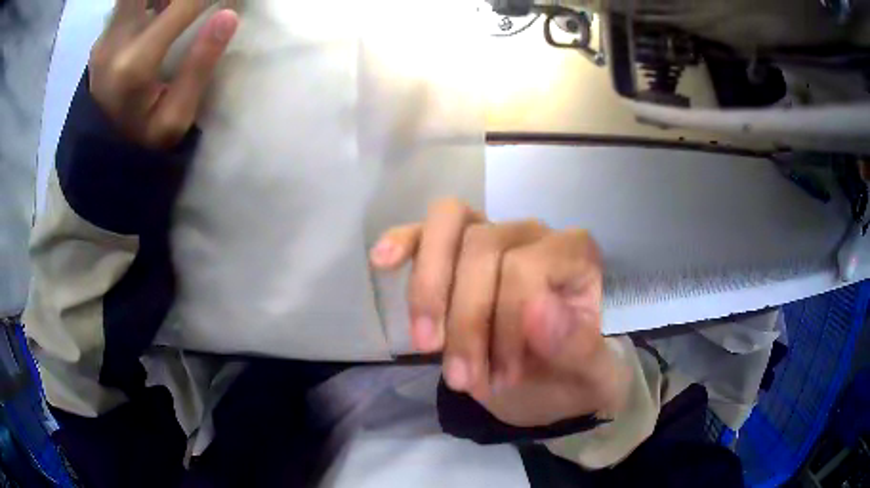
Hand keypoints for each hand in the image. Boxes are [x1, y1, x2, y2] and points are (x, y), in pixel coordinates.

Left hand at [88, 0, 238, 148]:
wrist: (99, 160)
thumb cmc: (141, 143)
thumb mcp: (175, 119)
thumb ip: (199, 67)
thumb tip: (229, 16)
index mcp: (136, 64)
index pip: (184, 5)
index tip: (230, 0)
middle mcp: (115, 42)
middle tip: (190, 6)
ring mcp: (104, 40)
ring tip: (175, 11)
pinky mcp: (101, 40)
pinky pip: (126, 4)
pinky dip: (146, 2)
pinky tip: (159, 13)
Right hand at [370, 199, 630, 426]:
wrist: (547, 385)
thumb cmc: (570, 377)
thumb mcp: (588, 377)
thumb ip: (575, 346)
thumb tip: (537, 312)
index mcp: (574, 255)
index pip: (524, 267)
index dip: (506, 324)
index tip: (505, 377)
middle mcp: (533, 233)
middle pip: (482, 248)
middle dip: (465, 321)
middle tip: (463, 380)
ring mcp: (491, 234)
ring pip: (450, 224)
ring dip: (428, 289)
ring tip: (424, 344)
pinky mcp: (455, 250)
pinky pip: (426, 230)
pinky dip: (404, 241)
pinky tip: (382, 261)